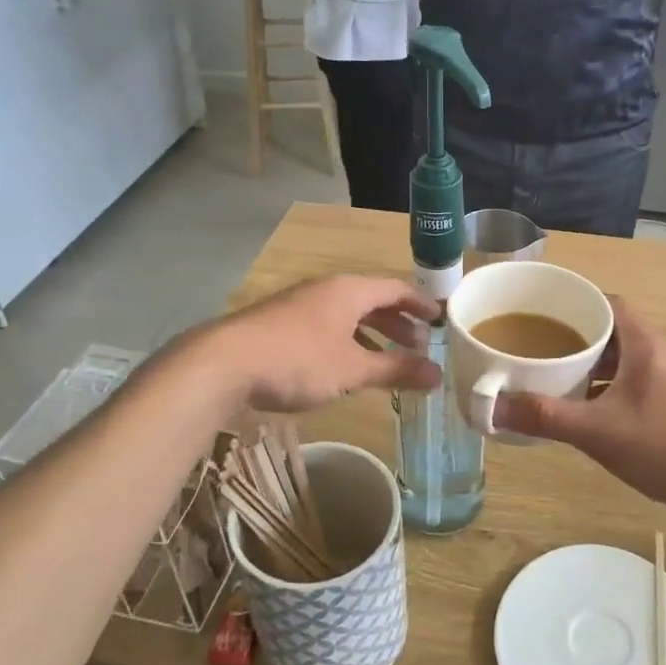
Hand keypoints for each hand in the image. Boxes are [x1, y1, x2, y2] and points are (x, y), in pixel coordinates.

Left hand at [212, 275, 441, 412]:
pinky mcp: (282, 325)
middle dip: (398, 323)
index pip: (396, 288)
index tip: (441, 321)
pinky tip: (346, 366)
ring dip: (372, 335)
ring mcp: (301, 306)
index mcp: (349, 290)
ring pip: (348, 316)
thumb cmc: (298, 360)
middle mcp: (326, 290)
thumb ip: (396, 370)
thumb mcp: (352, 369)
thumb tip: (438, 376)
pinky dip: (347, 343)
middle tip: (420, 346)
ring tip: (389, 359)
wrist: (224, 363)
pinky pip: (328, 327)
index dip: (421, 304)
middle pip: (372, 301)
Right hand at [493, 298, 665, 518]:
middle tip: (537, 346)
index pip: (606, 302)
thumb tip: (492, 408)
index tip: (541, 312)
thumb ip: (545, 417)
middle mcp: (657, 351)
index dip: (574, 302)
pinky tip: (585, 409)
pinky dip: (605, 386)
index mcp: (642, 342)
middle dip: (573, 335)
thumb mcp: (598, 431)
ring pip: (620, 358)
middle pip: (610, 329)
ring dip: (590, 364)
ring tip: (553, 375)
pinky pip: (630, 381)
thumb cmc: (665, 444)